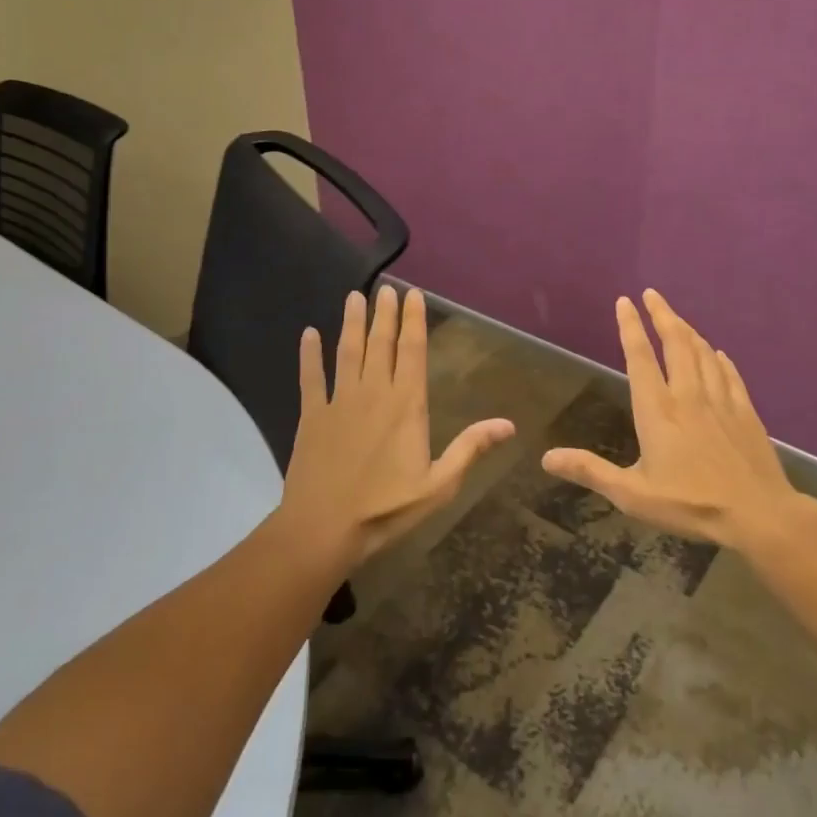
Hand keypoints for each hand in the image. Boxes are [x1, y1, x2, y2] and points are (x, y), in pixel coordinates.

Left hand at [279, 285, 515, 572]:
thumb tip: (508, 424)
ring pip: (347, 351)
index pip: (413, 351)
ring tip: (355, 296)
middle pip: (381, 343)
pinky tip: (308, 334)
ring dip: (352, 322)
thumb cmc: (386, 509)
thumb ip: (470, 449)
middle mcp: (373, 392)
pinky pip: (311, 377)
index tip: (413, 294)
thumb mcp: (439, 485)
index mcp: (406, 405)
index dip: (414, 320)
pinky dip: (309, 355)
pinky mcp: (312, 415)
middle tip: (385, 287)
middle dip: (385, 313)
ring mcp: (339, 401)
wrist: (323, 528)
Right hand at [542, 289, 816, 552]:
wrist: (759, 514)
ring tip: (677, 318)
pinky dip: (720, 358)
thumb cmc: (691, 504)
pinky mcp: (745, 412)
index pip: (640, 357)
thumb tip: (547, 458)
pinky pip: (730, 374)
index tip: (625, 301)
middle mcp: (688, 395)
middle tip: (652, 294)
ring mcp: (720, 401)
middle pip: (675, 343)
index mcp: (658, 410)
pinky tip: (718, 353)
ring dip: (688, 331)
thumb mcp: (632, 494)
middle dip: (662, 315)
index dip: (630, 327)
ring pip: (703, 354)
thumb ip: (591, 471)